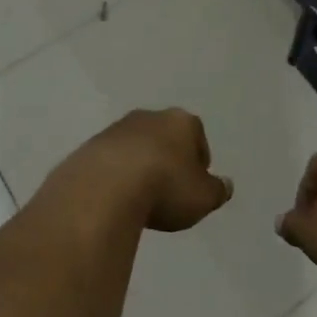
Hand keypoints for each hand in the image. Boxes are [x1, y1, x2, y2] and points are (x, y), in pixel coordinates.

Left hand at [61, 108, 232, 232]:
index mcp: (181, 121)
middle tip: (169, 191)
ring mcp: (117, 129)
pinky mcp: (90, 146)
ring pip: (136, 146)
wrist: (104, 188)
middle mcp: (149, 117)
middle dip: (168, 159)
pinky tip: (116, 199)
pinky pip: (111, 161)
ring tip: (140, 198)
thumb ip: (217, 190)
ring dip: (140, 166)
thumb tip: (226, 184)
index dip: (199, 161)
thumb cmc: (164, 187)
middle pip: (165, 137)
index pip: (197, 136)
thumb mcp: (202, 198)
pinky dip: (116, 176)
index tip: (194, 185)